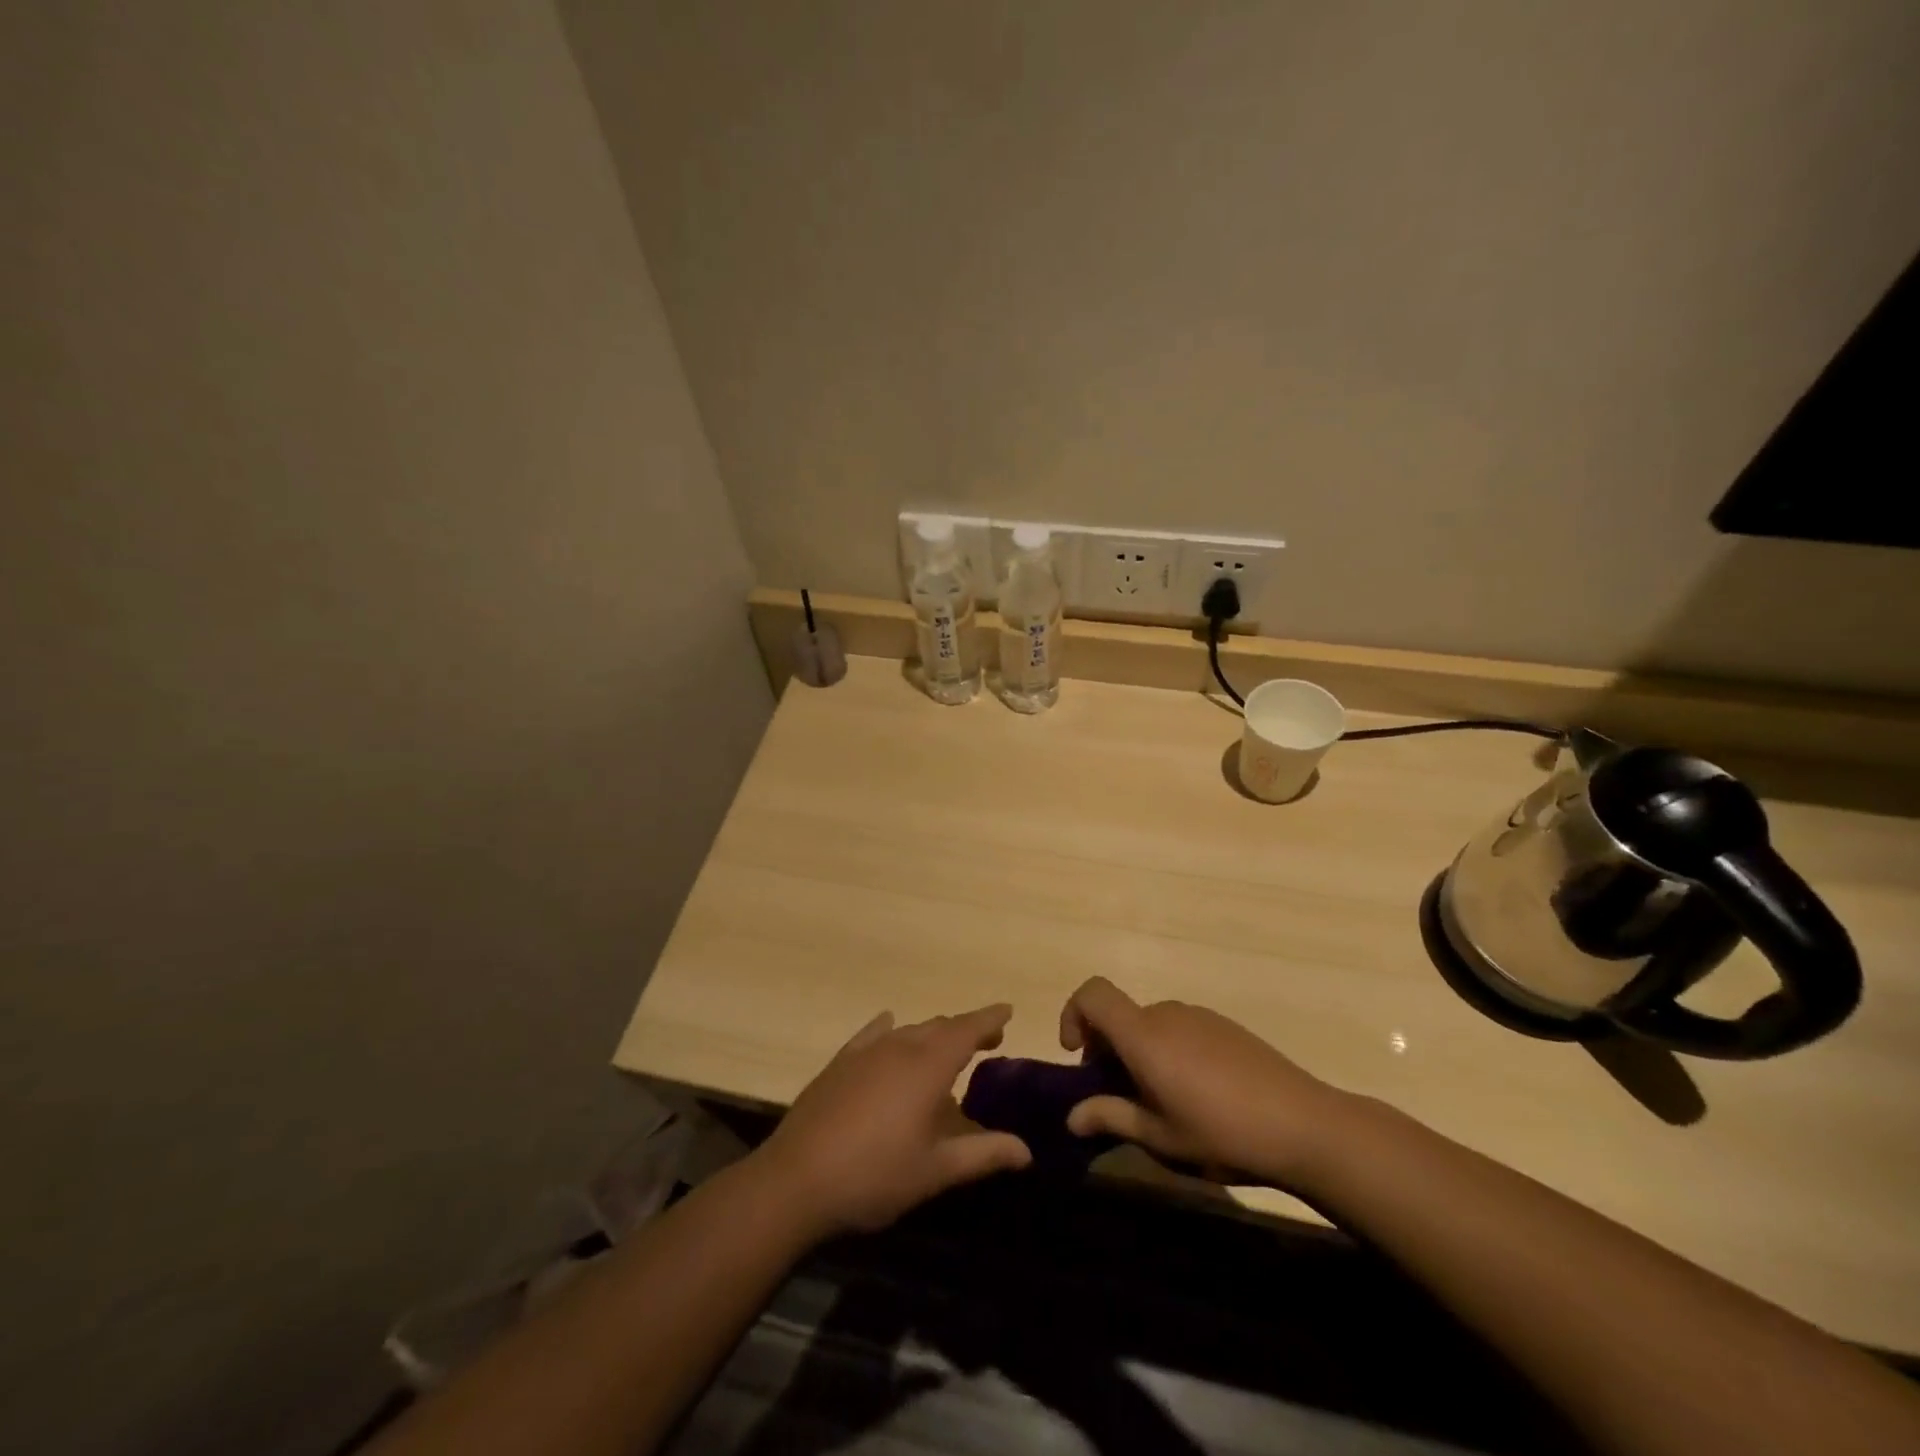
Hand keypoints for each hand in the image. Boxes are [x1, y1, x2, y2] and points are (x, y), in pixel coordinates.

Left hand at [757, 1005, 1032, 1236]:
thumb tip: (1027, 1151)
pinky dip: (889, 1029)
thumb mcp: (936, 1171)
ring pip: (909, 1031)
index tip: (1008, 1011)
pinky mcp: (839, 1063)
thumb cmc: (875, 1175)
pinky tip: (889, 1025)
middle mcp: (899, 1047)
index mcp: (928, 1066)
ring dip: (932, 1034)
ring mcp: (865, 1052)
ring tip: (945, 1048)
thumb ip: (984, 1154)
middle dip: (965, 1029)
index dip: (989, 1018)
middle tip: (987, 1040)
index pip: (967, 1029)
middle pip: (939, 1027)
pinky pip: (872, 1034)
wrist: (796, 1180)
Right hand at [1059, 977, 1349, 1187]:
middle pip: (1121, 1015)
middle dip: (1107, 1049)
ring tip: (1161, 1102)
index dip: (1073, 1014)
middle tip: (1119, 1097)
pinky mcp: (1226, 1027)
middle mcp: (1167, 1014)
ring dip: (1140, 1052)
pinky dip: (1169, 1051)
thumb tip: (1071, 1116)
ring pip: (1151, 1025)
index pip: (1093, 993)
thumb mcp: (1160, 1137)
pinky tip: (1198, 1095)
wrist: (1306, 1125)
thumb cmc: (1222, 1133)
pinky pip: (1180, 1029)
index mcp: (1144, 1035)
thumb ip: (1111, 1117)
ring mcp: (1200, 1017)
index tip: (1078, 1055)